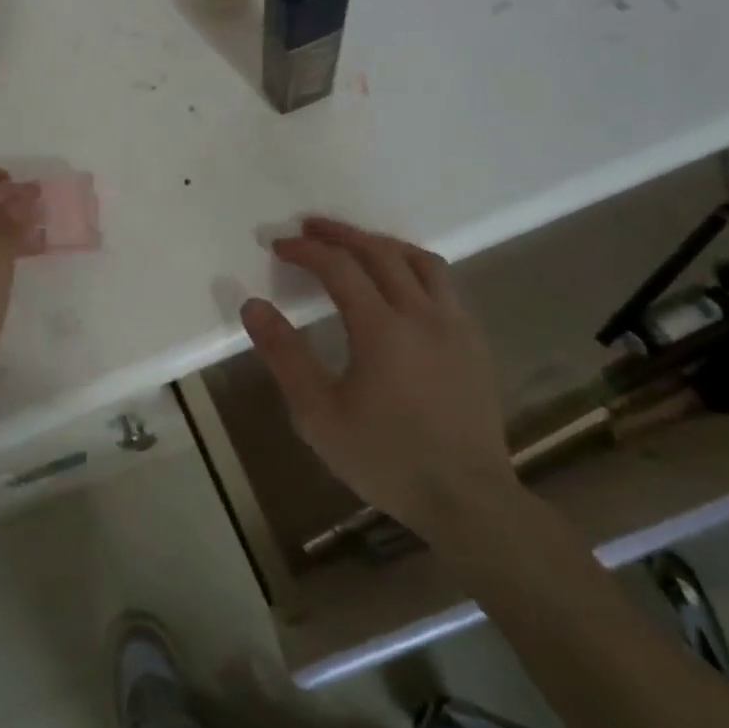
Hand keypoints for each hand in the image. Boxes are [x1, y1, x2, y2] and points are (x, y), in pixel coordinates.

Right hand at [239, 218, 514, 538]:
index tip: (278, 245)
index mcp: (383, 328)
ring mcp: (456, 326)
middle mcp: (423, 314)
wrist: (467, 499)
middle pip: (381, 252)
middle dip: (341, 234)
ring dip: (382, 244)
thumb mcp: (317, 413)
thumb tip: (253, 305)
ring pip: (421, 261)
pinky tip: (400, 286)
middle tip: (310, 228)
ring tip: (356, 245)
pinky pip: (443, 285)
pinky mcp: (475, 343)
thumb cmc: (384, 457)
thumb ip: (284, 354)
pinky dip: (413, 268)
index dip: (306, 250)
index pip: (339, 267)